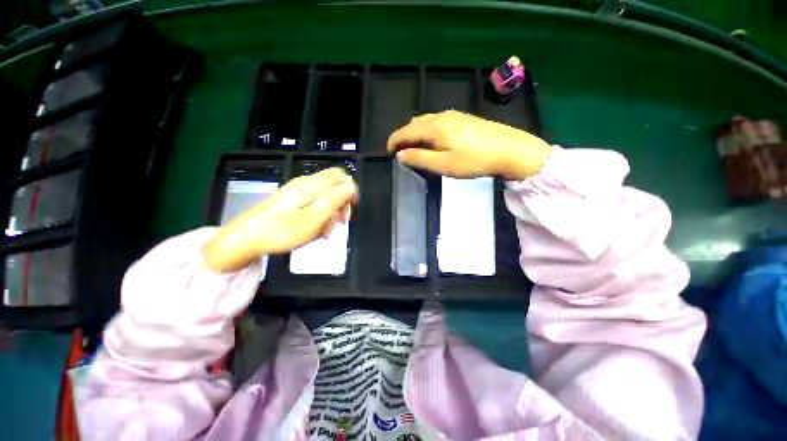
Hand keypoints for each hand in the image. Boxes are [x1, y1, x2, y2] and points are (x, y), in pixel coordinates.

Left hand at [202, 168, 357, 272]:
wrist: (244, 239)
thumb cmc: (282, 230)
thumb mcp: (314, 217)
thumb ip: (335, 199)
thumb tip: (351, 185)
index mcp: (311, 185)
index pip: (340, 176)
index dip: (350, 190)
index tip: (351, 209)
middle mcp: (305, 184)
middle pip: (333, 188)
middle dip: (341, 206)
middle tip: (339, 224)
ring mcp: (296, 193)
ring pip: (324, 199)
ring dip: (330, 215)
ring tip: (325, 234)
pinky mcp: (290, 202)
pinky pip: (312, 206)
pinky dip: (318, 217)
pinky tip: (315, 231)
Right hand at [387, 110, 551, 179]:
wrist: (510, 150)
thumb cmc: (474, 160)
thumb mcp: (443, 164)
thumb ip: (419, 158)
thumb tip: (400, 155)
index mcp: (434, 127)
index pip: (405, 131)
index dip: (393, 142)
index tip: (388, 153)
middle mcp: (441, 116)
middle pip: (414, 124)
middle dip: (403, 137)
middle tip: (401, 153)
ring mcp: (453, 115)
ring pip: (425, 121)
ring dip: (415, 133)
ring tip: (415, 148)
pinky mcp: (463, 118)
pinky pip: (437, 121)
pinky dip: (427, 130)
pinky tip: (434, 141)